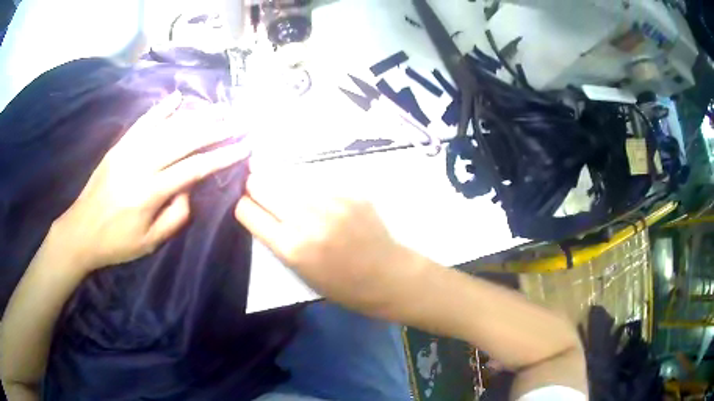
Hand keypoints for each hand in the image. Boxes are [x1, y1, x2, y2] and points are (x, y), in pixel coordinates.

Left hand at [55, 92, 248, 270]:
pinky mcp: (119, 146)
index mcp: (150, 192)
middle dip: (214, 129)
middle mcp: (141, 164)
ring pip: (167, 127)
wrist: (80, 231)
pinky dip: (161, 109)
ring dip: (195, 116)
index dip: (221, 156)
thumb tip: (188, 188)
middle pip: (184, 140)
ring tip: (217, 109)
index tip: (243, 146)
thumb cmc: (116, 243)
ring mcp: (128, 151)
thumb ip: (175, 216)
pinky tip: (177, 97)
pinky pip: (143, 122)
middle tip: (237, 121)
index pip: (194, 168)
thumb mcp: (150, 242)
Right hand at [234, 175, 423, 314]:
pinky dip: (309, 187)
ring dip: (280, 182)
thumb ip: (277, 240)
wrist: (388, 276)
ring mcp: (331, 202)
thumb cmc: (341, 285)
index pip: (248, 211)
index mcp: (291, 248)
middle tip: (258, 187)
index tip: (246, 206)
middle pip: (262, 185)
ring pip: (288, 177)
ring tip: (282, 185)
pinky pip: (317, 182)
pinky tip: (315, 195)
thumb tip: (261, 211)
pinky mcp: (350, 192)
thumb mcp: (300, 272)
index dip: (243, 207)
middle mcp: (307, 219)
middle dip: (255, 186)